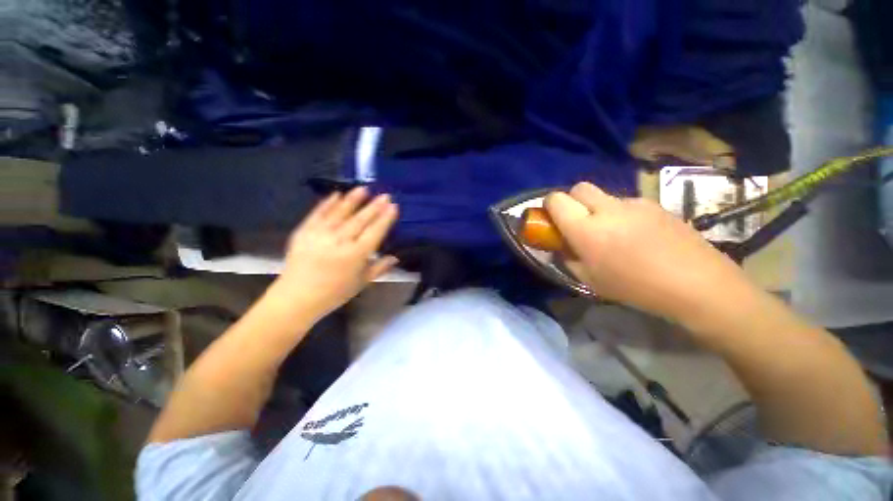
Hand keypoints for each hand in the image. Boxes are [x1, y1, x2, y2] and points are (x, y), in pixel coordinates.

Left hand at [269, 187, 398, 322]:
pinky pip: (318, 214)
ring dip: (353, 200)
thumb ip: (380, 268)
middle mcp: (339, 241)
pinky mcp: (304, 231)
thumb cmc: (334, 293)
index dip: (385, 218)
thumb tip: (395, 257)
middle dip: (374, 206)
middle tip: (385, 195)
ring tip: (364, 188)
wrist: (297, 297)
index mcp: (356, 255)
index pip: (375, 232)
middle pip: (360, 220)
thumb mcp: (362, 283)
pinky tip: (336, 194)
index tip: (393, 206)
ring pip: (340, 213)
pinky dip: (327, 203)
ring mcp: (320, 234)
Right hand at [544, 183, 756, 324]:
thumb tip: (561, 246)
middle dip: (572, 200)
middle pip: (579, 187)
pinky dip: (622, 214)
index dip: (549, 205)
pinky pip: (627, 203)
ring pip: (604, 196)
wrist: (697, 284)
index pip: (556, 200)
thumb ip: (567, 258)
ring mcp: (634, 203)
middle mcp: (607, 209)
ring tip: (613, 233)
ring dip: (598, 209)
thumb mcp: (589, 280)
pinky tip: (637, 235)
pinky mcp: (655, 204)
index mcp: (586, 229)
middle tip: (578, 221)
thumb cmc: (635, 288)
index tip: (552, 218)